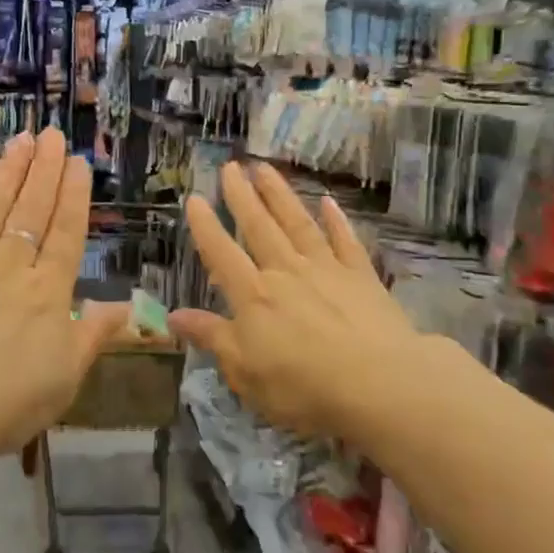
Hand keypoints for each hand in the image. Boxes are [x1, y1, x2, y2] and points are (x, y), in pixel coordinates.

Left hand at [0, 129, 128, 465]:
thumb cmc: (9, 400)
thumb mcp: (67, 375)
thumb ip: (95, 334)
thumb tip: (129, 307)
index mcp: (48, 290)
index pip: (66, 232)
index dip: (73, 195)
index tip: (78, 162)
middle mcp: (10, 266)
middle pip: (31, 210)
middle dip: (44, 170)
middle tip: (52, 135)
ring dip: (7, 174)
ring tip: (20, 141)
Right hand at [171, 162, 435, 441]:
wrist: (380, 385)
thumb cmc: (303, 386)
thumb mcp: (244, 371)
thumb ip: (211, 337)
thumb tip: (173, 316)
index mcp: (253, 296)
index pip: (221, 253)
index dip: (206, 226)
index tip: (194, 198)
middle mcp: (286, 272)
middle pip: (259, 227)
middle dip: (242, 196)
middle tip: (231, 166)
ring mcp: (326, 270)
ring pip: (297, 224)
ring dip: (280, 195)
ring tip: (265, 169)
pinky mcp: (361, 278)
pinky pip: (345, 241)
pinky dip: (336, 221)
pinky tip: (328, 202)